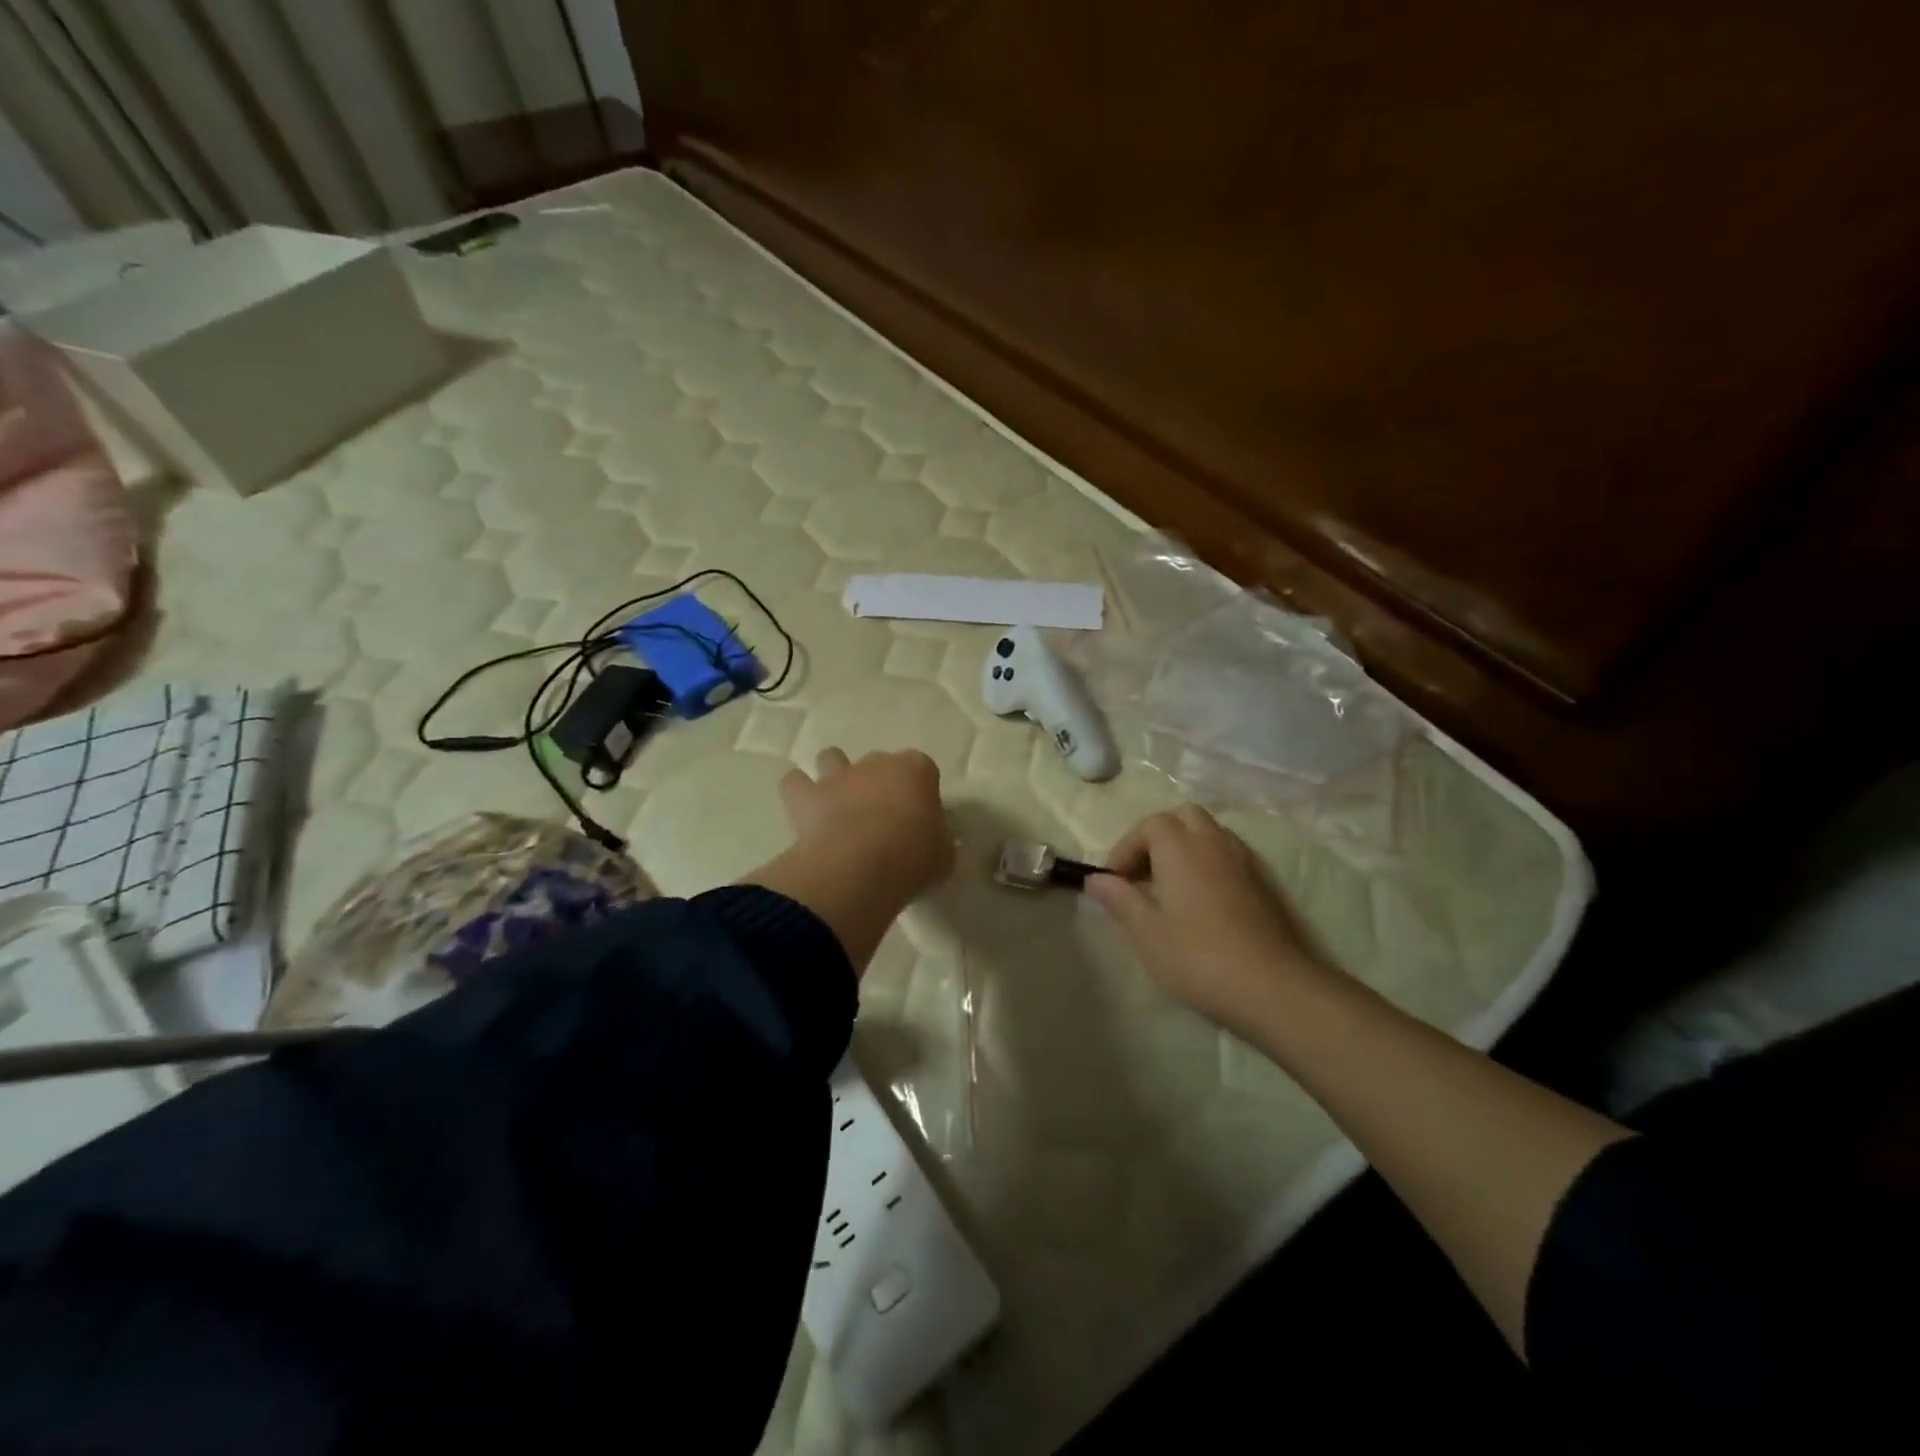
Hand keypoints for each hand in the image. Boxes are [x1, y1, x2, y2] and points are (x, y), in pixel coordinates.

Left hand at [778, 747, 953, 904]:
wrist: (859, 867)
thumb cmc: (912, 858)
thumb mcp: (944, 855)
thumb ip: (939, 840)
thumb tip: (933, 840)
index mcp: (916, 770)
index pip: (923, 768)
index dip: (920, 790)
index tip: (919, 817)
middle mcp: (875, 764)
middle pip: (879, 762)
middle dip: (879, 782)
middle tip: (881, 818)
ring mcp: (837, 776)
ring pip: (832, 758)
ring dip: (835, 775)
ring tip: (839, 804)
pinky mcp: (805, 795)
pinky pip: (795, 782)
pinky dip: (798, 791)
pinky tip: (804, 810)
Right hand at [1083, 806, 1330, 1038]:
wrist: (1272, 987)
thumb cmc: (1197, 957)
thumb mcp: (1146, 933)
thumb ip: (1120, 899)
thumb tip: (1096, 879)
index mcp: (1180, 847)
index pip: (1150, 824)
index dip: (1127, 846)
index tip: (1116, 880)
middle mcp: (1213, 842)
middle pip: (1183, 818)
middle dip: (1158, 837)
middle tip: (1143, 874)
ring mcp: (1244, 860)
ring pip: (1210, 833)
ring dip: (1185, 847)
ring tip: (1171, 886)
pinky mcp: (1263, 882)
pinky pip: (1229, 854)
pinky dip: (1209, 862)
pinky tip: (1203, 900)